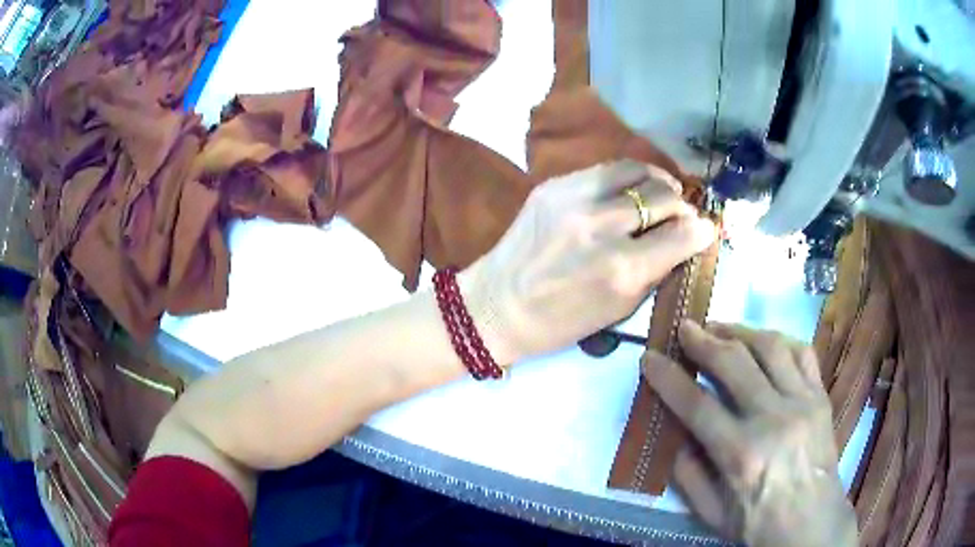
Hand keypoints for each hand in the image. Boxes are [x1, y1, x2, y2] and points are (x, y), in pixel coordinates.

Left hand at [460, 161, 715, 364]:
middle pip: (664, 196)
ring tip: (662, 193)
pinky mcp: (553, 185)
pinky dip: (627, 178)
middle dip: (682, 206)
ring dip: (658, 182)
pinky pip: (605, 169)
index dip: (701, 231)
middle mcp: (602, 226)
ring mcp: (574, 199)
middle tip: (682, 215)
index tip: (705, 230)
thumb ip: (656, 271)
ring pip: (637, 171)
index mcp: (621, 269)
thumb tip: (686, 240)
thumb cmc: (560, 321)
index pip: (683, 234)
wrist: (496, 305)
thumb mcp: (618, 310)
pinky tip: (629, 190)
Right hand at [644, 321, 857, 546]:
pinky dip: (780, 340)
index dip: (668, 378)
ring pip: (770, 347)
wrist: (813, 524)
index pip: (696, 405)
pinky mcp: (820, 397)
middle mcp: (773, 419)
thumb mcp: (711, 515)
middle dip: (702, 340)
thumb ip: (688, 476)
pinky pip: (802, 353)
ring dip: (740, 330)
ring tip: (720, 327)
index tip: (649, 357)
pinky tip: (764, 341)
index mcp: (741, 455)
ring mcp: (802, 403)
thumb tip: (678, 436)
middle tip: (684, 327)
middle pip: (733, 363)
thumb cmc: (759, 525)